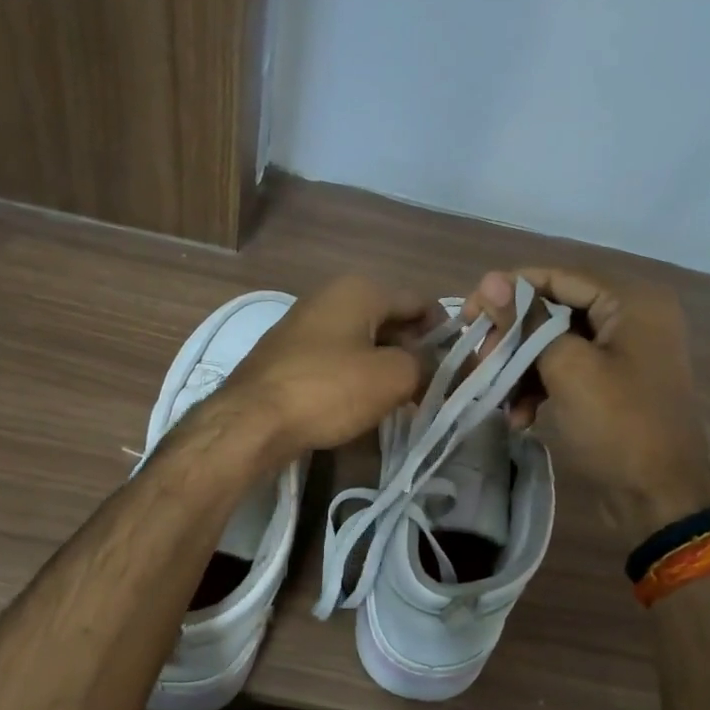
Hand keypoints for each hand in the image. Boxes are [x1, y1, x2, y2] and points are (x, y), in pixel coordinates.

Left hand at [206, 275, 440, 466]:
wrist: (251, 421)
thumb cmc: (329, 390)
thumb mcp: (392, 377)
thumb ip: (426, 365)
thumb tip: (437, 365)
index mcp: (360, 288)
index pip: (421, 301)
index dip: (445, 333)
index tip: (458, 367)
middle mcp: (332, 296)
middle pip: (392, 320)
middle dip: (415, 351)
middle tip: (432, 388)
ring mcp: (306, 324)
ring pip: (365, 341)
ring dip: (387, 366)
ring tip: (403, 400)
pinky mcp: (290, 354)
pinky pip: (339, 358)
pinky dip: (357, 376)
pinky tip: (364, 404)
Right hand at [465, 268, 709, 527]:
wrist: (659, 499)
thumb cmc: (617, 425)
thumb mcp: (568, 368)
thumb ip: (528, 320)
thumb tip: (490, 278)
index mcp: (632, 300)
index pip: (558, 277)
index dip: (509, 291)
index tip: (468, 313)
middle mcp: (632, 316)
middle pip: (555, 309)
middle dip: (513, 337)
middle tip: (479, 358)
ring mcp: (624, 351)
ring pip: (556, 343)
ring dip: (521, 368)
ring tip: (494, 395)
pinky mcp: (613, 383)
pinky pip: (568, 369)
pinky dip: (540, 388)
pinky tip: (519, 418)